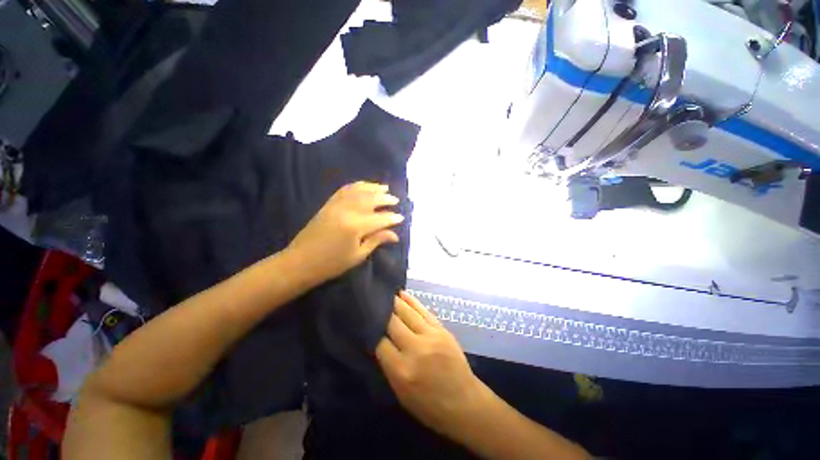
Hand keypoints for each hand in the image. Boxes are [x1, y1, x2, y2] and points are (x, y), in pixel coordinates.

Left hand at [286, 182, 403, 285]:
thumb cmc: (332, 264)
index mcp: (356, 226)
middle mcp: (347, 211)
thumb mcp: (358, 255)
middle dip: (385, 199)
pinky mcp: (328, 204)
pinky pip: (344, 190)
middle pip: (371, 200)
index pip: (380, 218)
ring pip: (359, 191)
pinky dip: (356, 186)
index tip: (401, 217)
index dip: (392, 218)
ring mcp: (336, 205)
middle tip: (396, 200)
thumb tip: (395, 235)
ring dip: (373, 188)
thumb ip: (376, 240)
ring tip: (384, 188)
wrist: (301, 262)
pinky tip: (363, 186)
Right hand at [376, 292, 491, 438]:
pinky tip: (402, 294)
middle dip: (381, 312)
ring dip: (394, 301)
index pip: (379, 342)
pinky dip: (411, 301)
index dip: (371, 331)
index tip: (365, 323)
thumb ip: (388, 365)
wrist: (464, 403)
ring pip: (407, 312)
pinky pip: (423, 310)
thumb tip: (376, 340)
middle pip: (392, 322)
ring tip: (385, 293)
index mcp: (401, 370)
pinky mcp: (441, 329)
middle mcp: (415, 349)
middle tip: (372, 301)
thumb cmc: (429, 406)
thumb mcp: (401, 394)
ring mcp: (430, 335)